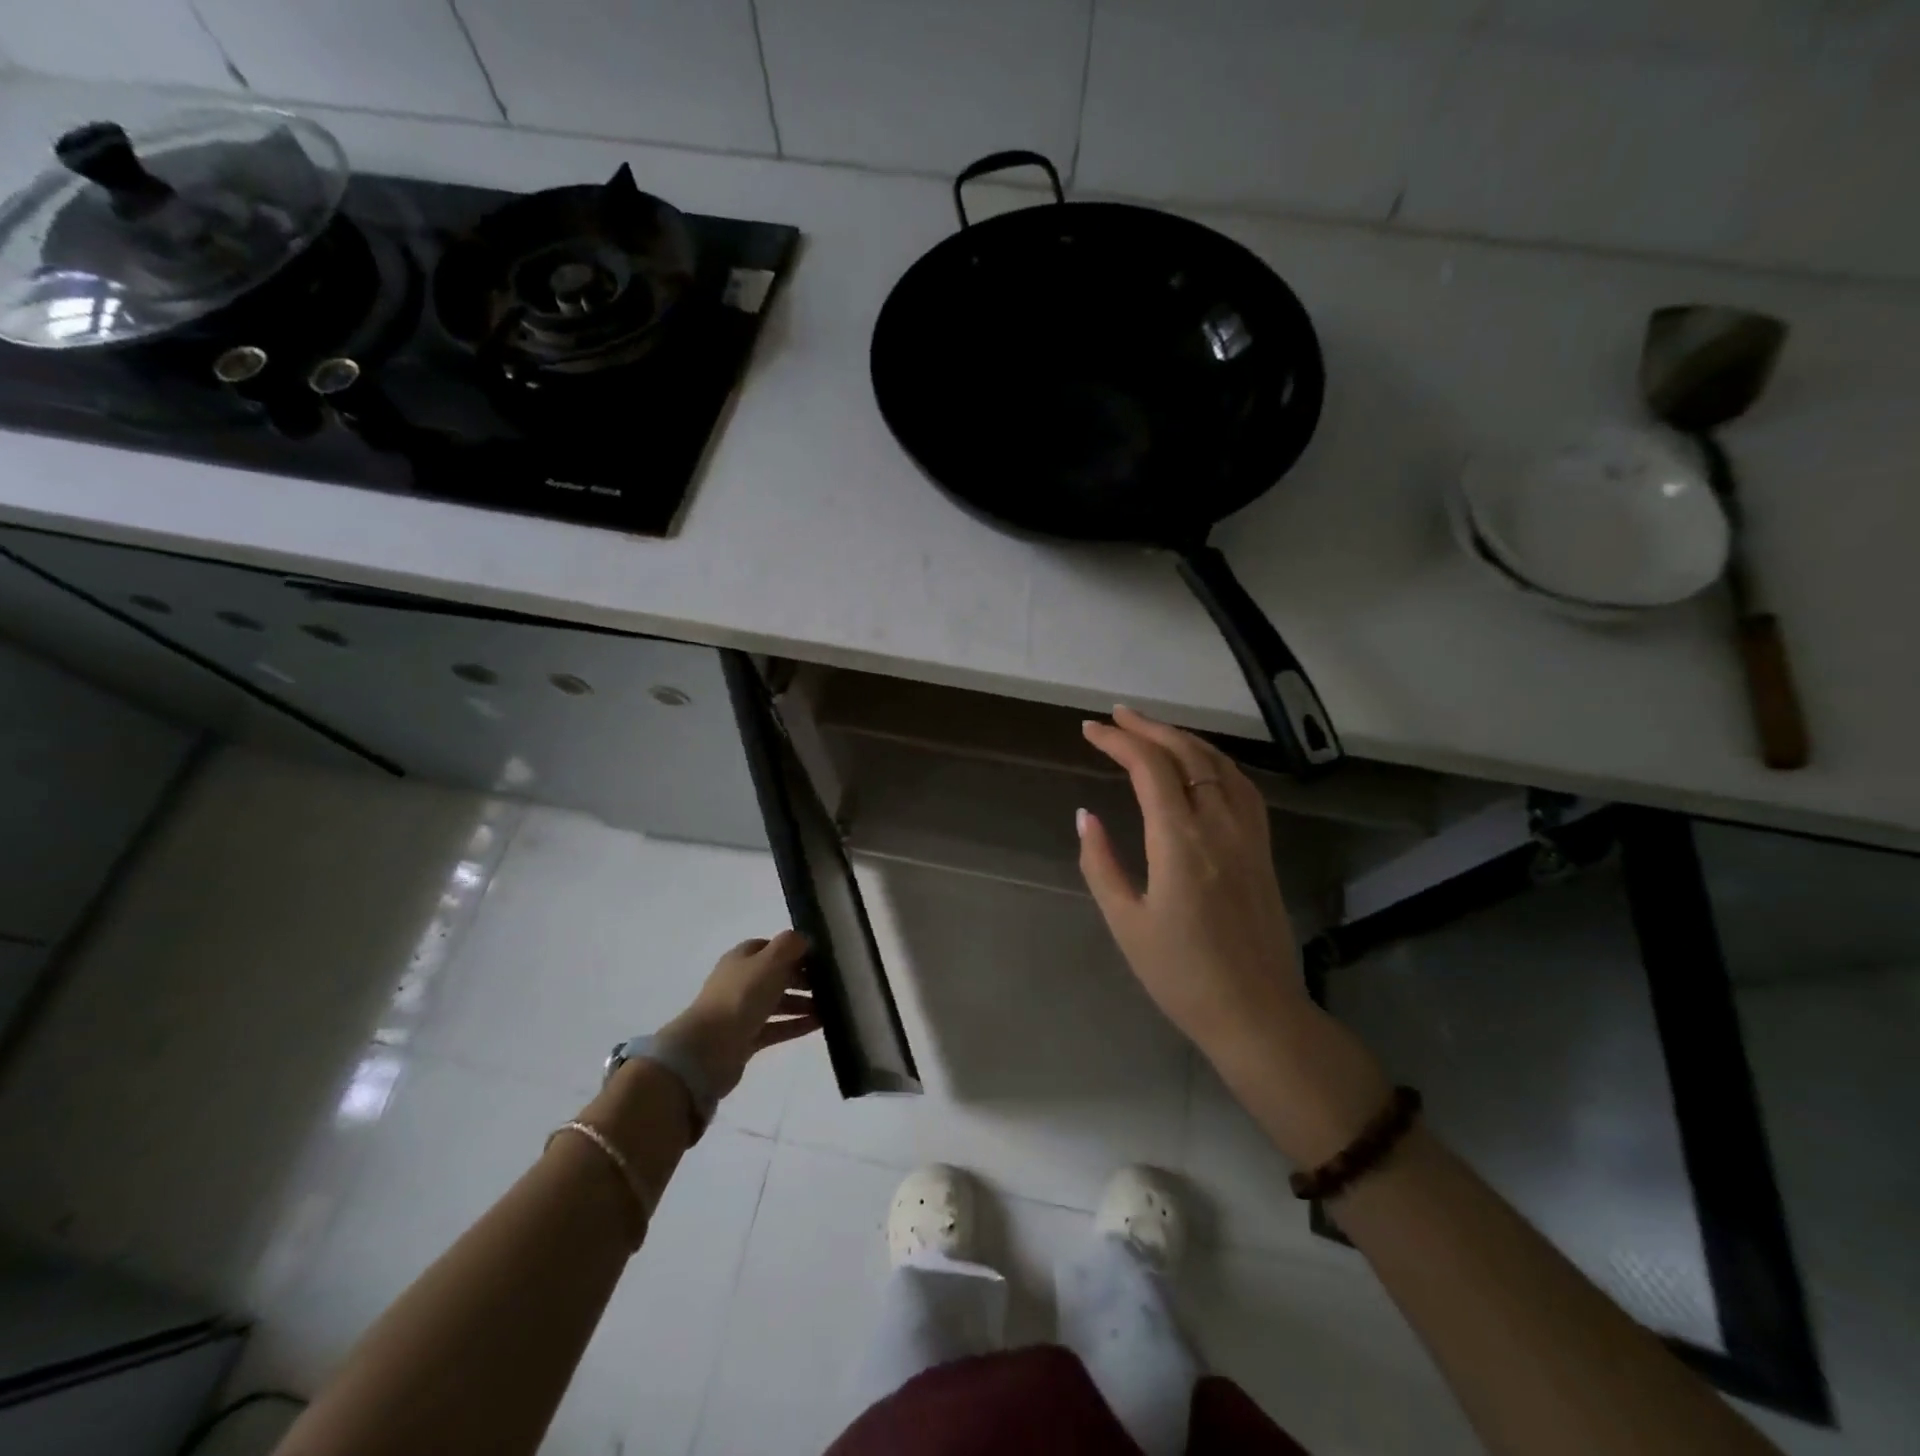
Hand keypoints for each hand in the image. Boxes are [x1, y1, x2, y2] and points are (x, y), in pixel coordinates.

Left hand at [662, 930, 819, 1098]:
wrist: (709, 1049)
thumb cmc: (741, 997)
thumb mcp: (769, 961)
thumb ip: (789, 945)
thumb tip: (803, 939)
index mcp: (742, 958)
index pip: (772, 948)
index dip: (795, 951)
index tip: (821, 958)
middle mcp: (741, 982)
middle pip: (776, 975)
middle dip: (803, 979)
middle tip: (830, 984)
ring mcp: (742, 1012)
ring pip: (778, 1003)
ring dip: (803, 1003)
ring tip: (831, 1007)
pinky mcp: (746, 1038)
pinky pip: (777, 1028)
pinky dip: (797, 1025)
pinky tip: (820, 1025)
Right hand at [1077, 707, 1310, 1066]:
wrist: (1256, 1013)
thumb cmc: (1181, 975)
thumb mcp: (1126, 923)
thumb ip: (1100, 863)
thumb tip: (1085, 815)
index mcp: (1179, 842)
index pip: (1149, 768)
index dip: (1118, 741)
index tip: (1089, 730)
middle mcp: (1219, 825)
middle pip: (1186, 754)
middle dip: (1148, 727)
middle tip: (1115, 716)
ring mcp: (1248, 834)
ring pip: (1218, 764)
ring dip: (1183, 738)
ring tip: (1152, 730)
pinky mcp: (1263, 849)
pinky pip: (1242, 786)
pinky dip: (1216, 761)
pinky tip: (1202, 764)